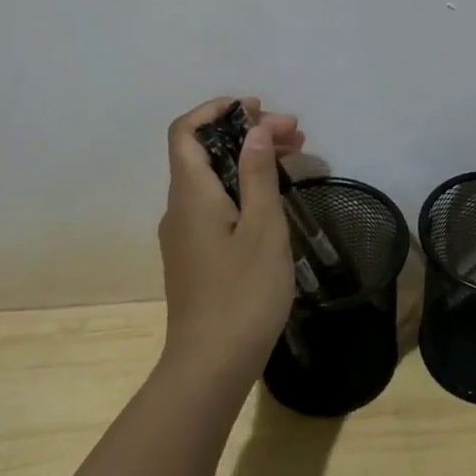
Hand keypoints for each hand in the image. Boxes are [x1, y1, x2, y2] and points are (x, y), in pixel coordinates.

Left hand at [158, 97, 303, 379]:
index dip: (216, 110)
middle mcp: (180, 207)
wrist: (209, 367)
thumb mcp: (263, 227)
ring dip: (249, 160)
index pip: (186, 131)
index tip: (256, 108)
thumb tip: (254, 129)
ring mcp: (184, 234)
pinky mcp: (195, 255)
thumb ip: (257, 173)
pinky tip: (274, 197)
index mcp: (191, 193)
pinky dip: (243, 187)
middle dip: (247, 133)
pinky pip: (215, 203)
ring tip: (295, 157)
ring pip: (213, 178)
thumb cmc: (243, 293)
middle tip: (296, 134)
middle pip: (205, 152)